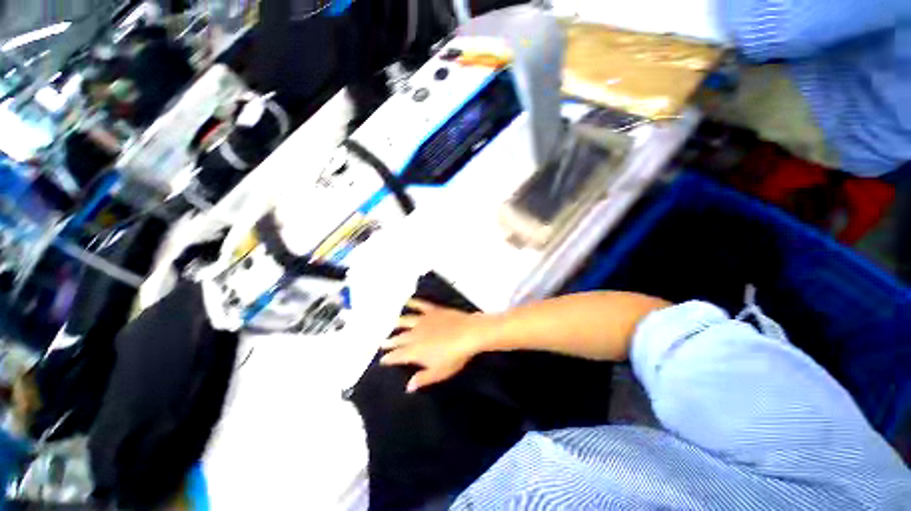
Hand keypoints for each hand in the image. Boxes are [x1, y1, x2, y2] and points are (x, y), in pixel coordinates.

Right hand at [380, 299, 498, 391]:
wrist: (469, 334)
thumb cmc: (455, 356)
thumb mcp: (440, 372)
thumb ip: (423, 378)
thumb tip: (408, 387)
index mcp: (416, 351)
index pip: (398, 355)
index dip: (389, 358)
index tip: (383, 360)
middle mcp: (415, 334)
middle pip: (400, 338)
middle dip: (391, 342)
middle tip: (383, 343)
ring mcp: (424, 320)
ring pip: (406, 321)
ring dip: (399, 323)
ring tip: (393, 323)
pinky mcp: (433, 310)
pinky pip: (420, 305)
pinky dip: (413, 302)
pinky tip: (408, 300)